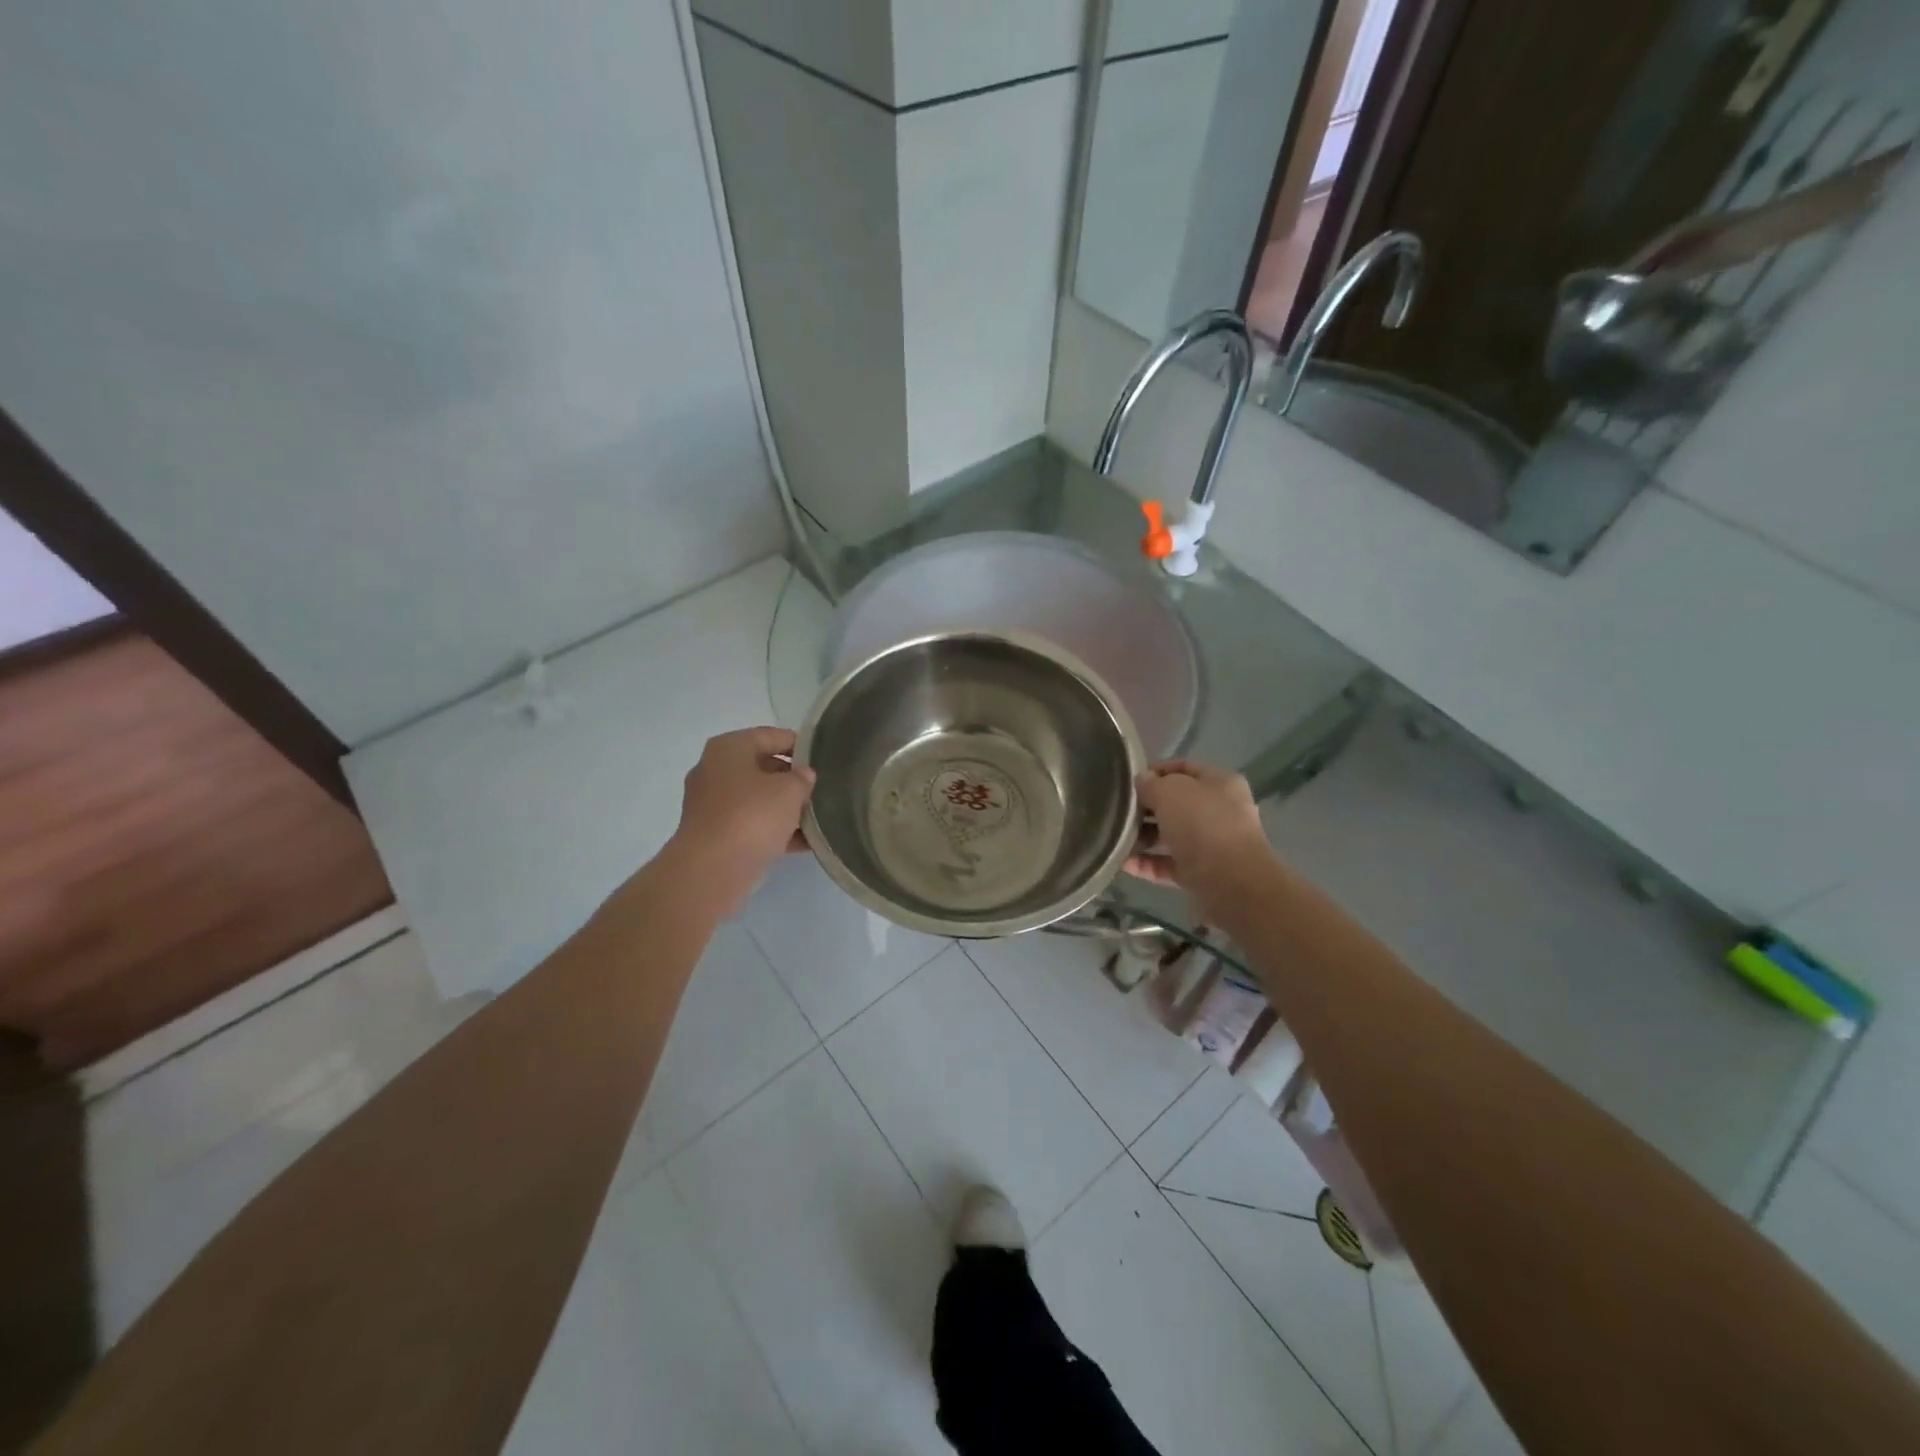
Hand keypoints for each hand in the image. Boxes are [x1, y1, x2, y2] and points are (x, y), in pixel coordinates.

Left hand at [668, 727, 815, 901]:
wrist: (712, 870)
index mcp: (729, 748)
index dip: (800, 744)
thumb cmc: (752, 815)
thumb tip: (803, 776)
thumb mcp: (790, 790)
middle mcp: (715, 771)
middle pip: (763, 767)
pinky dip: (775, 831)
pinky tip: (804, 842)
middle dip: (792, 779)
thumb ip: (802, 778)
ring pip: (757, 799)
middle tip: (822, 788)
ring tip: (818, 817)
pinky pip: (751, 825)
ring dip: (785, 808)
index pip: (771, 735)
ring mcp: (712, 805)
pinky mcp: (715, 835)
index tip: (824, 757)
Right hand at [1127, 759, 1274, 907]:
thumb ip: (1151, 784)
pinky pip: (1167, 864)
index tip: (1127, 780)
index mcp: (1220, 783)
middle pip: (1175, 803)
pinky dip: (1146, 863)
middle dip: (1145, 807)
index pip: (1183, 768)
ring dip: (1142, 837)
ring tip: (1114, 838)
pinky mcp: (1200, 874)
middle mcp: (1219, 811)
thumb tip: (1142, 781)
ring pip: (1170, 835)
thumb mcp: (1170, 792)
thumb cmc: (1202, 824)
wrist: (1231, 883)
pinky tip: (1122, 862)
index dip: (1155, 770)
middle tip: (1117, 810)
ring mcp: (1211, 845)